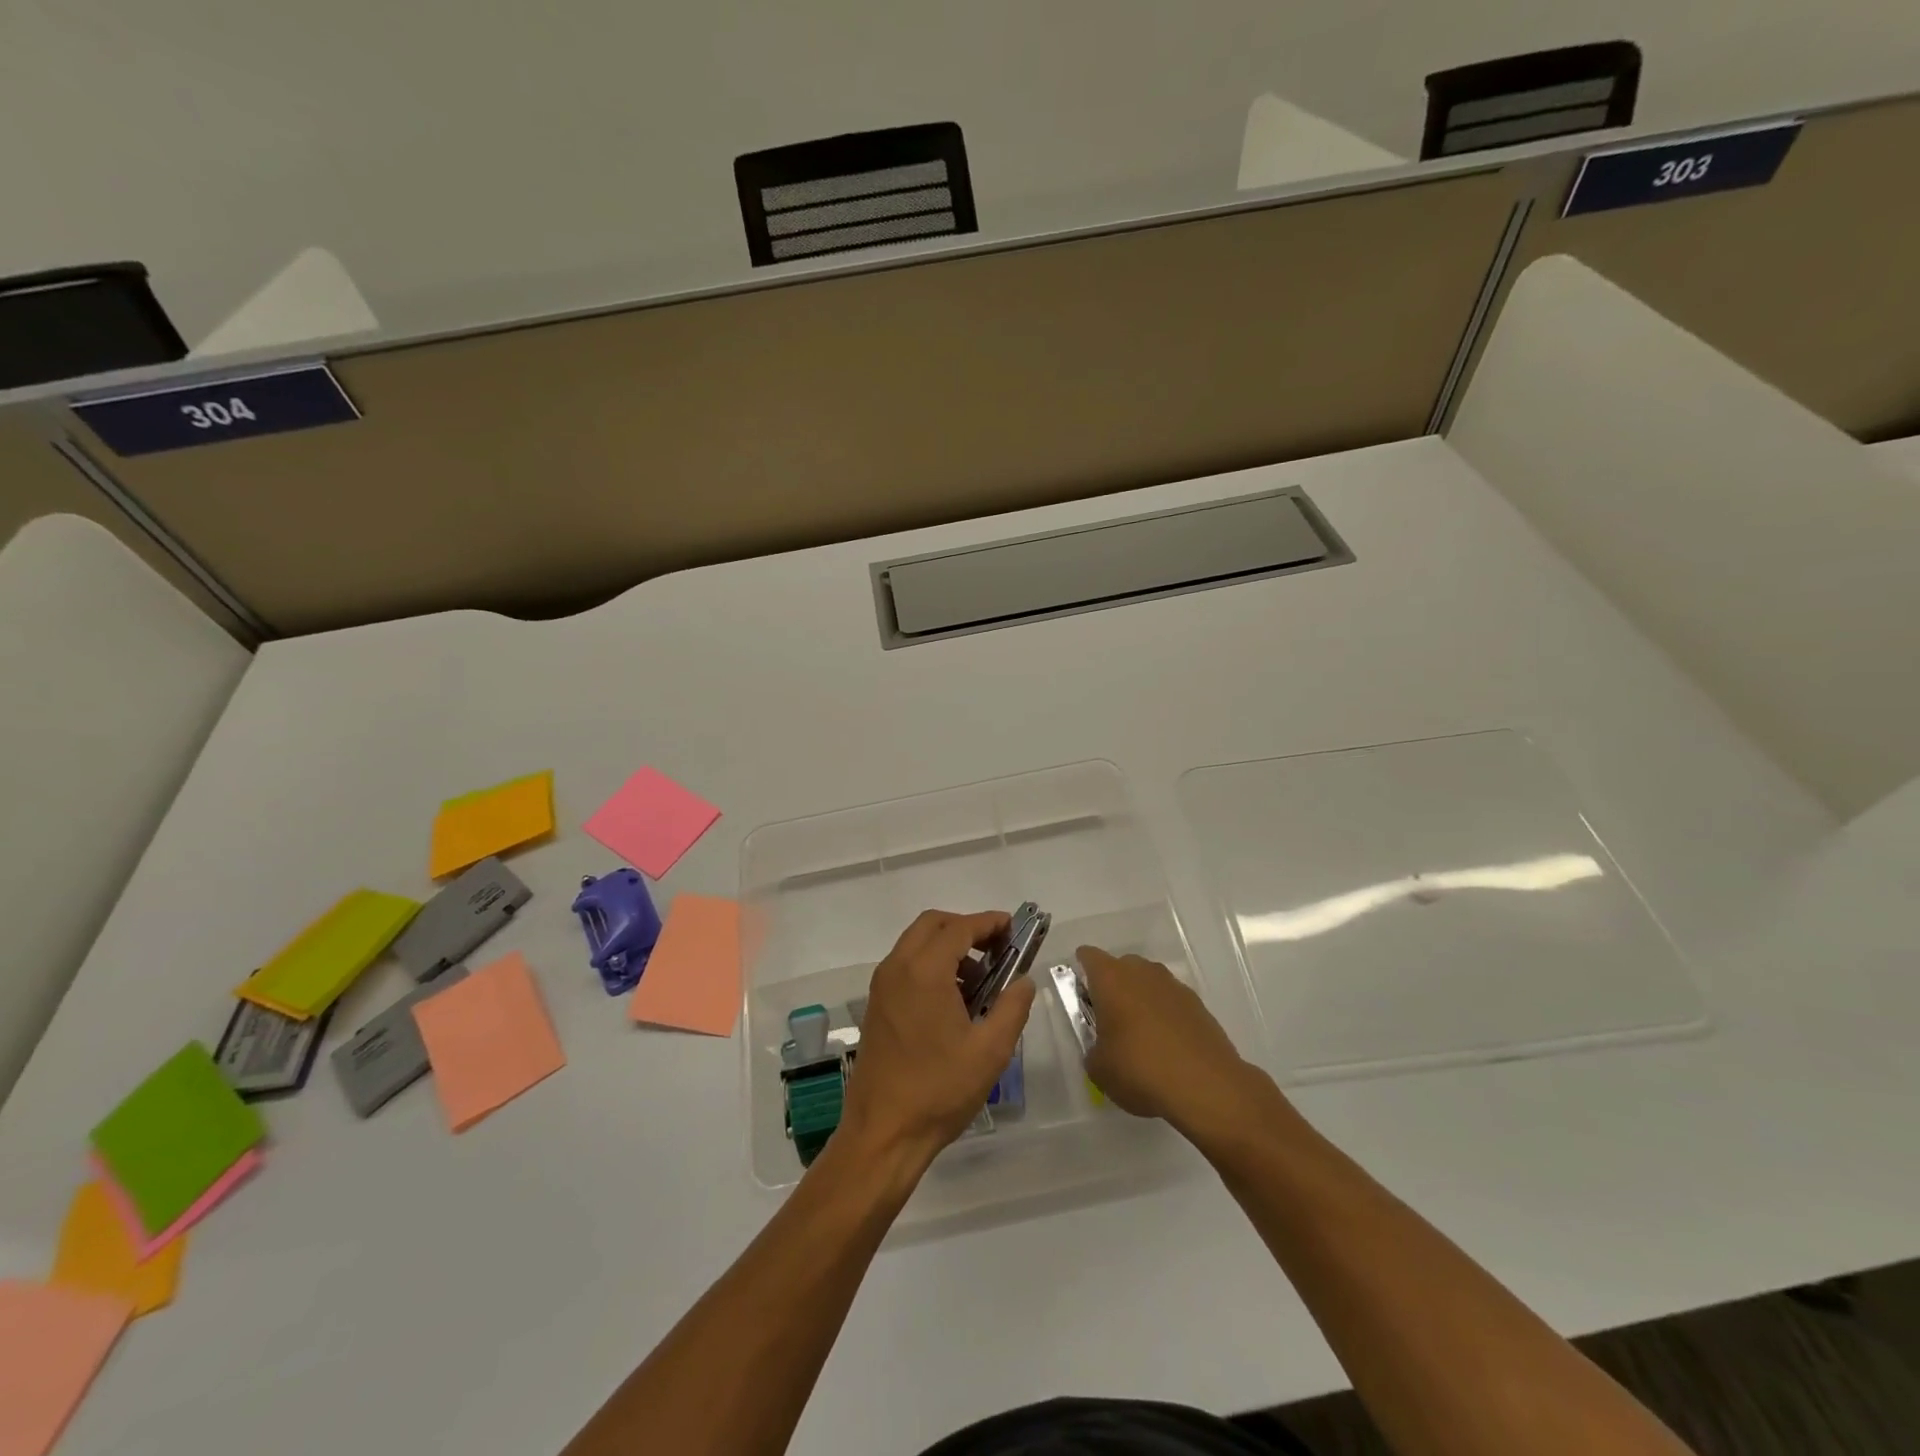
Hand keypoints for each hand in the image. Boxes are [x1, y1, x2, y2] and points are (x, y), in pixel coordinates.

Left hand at [838, 910, 1036, 1168]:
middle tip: (997, 949)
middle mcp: (897, 968)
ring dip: (948, 947)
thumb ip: (1012, 1007)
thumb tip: (1024, 981)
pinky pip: (905, 965)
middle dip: (966, 928)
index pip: (959, 928)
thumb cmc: (939, 1090)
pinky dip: (930, 964)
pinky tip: (954, 1000)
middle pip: (932, 924)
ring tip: (980, 980)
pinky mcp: (876, 1005)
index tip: (1013, 928)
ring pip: (916, 943)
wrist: (883, 1133)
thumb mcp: (990, 1051)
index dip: (989, 923)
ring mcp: (882, 986)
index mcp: (924, 972)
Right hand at [1079, 946, 1263, 1139]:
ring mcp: (1173, 985)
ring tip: (1139, 1036)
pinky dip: (1164, 1015)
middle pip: (1120, 966)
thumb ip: (1093, 1050)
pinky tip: (1166, 1046)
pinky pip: (1170, 1001)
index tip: (1080, 995)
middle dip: (1112, 987)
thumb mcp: (1099, 1068)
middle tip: (1108, 1019)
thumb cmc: (1140, 1069)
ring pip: (1148, 982)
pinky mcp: (1197, 1004)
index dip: (1081, 970)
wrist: (1206, 1086)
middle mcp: (1142, 971)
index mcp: (1111, 978)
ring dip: (1140, 1000)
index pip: (1088, 956)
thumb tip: (1101, 1048)